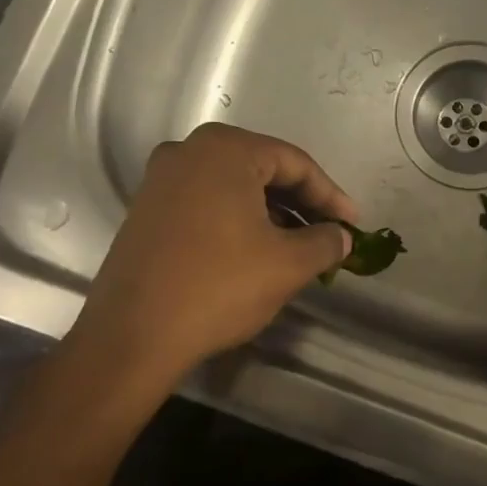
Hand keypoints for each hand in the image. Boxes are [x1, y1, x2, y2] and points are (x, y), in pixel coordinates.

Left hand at [72, 124, 358, 379]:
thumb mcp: (287, 265)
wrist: (133, 335)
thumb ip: (325, 242)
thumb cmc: (218, 287)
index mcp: (225, 150)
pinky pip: (207, 203)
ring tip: (299, 247)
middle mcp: (188, 152)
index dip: (330, 195)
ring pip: (234, 188)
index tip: (353, 224)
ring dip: (272, 213)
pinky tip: (256, 251)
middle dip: (301, 203)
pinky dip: (238, 221)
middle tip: (330, 233)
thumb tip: (341, 237)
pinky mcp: (147, 210)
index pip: (295, 163)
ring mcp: (161, 180)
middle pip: (263, 170)